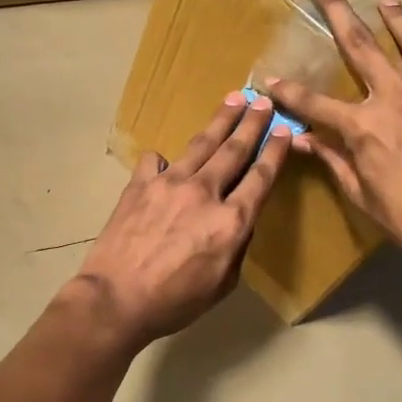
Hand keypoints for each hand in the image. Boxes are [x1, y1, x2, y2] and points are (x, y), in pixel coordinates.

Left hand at [73, 94, 292, 345]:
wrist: (116, 298)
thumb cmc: (174, 302)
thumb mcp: (222, 284)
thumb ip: (236, 247)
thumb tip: (238, 221)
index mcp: (230, 221)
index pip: (261, 177)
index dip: (275, 151)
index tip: (285, 130)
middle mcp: (204, 192)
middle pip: (234, 150)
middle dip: (252, 122)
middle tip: (263, 100)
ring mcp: (169, 183)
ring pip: (201, 144)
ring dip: (220, 121)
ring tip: (233, 99)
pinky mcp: (139, 184)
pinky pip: (156, 162)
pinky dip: (165, 160)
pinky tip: (166, 162)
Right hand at [266, 0, 401, 277]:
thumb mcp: (361, 194)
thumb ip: (333, 159)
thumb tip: (301, 139)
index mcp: (364, 127)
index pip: (314, 102)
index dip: (288, 91)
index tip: (269, 79)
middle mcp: (398, 98)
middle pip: (360, 46)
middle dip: (335, 9)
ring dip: (398, 19)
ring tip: (389, 1)